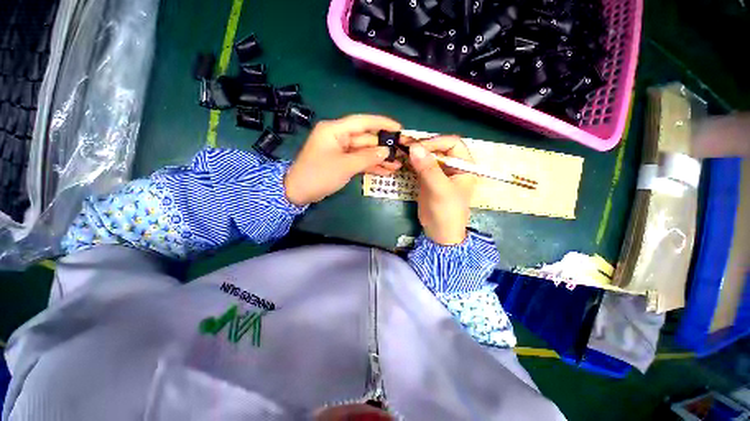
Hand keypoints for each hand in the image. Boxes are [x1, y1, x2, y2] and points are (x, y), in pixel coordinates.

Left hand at [285, 115, 401, 205]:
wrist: (298, 192)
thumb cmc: (319, 175)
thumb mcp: (345, 166)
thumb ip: (367, 157)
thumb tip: (386, 151)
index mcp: (335, 130)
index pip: (363, 122)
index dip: (382, 124)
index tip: (399, 128)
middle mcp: (339, 137)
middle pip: (365, 139)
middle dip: (383, 147)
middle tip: (401, 153)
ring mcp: (340, 150)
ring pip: (364, 151)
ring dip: (379, 158)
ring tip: (397, 165)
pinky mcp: (341, 162)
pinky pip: (359, 161)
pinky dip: (370, 166)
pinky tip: (385, 171)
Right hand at [406, 136, 475, 244]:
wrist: (439, 233)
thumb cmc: (446, 212)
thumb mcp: (440, 190)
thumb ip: (428, 168)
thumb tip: (414, 147)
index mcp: (464, 166)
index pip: (452, 144)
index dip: (436, 142)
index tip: (418, 147)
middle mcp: (452, 166)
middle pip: (438, 147)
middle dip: (422, 145)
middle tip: (404, 144)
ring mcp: (439, 172)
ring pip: (427, 156)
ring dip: (415, 152)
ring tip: (401, 148)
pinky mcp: (427, 179)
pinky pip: (420, 166)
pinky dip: (411, 161)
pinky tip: (402, 158)